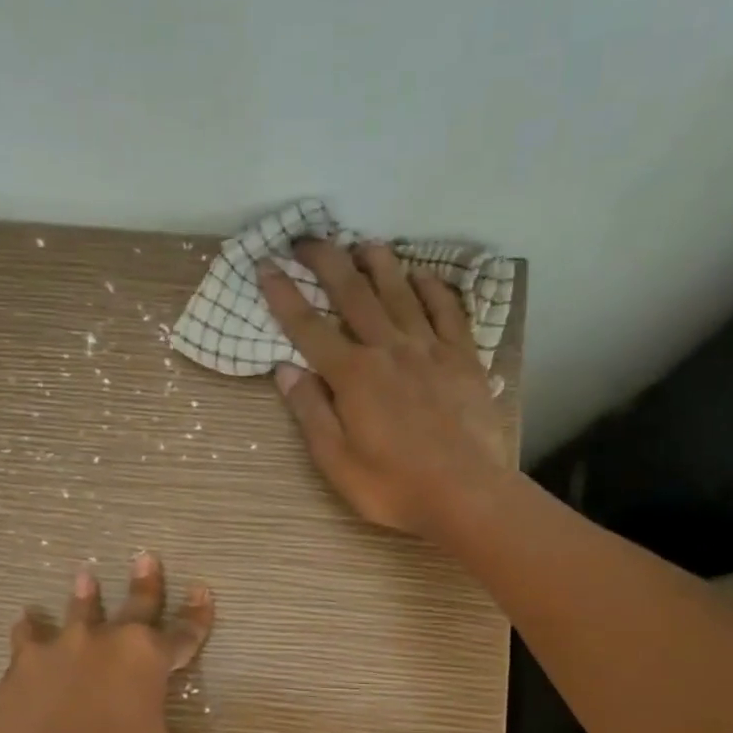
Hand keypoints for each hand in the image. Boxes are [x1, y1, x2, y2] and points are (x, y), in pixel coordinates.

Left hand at [0, 552, 215, 732]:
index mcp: (148, 660)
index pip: (183, 633)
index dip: (197, 616)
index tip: (202, 592)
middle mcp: (103, 644)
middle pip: (132, 606)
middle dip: (145, 582)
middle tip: (145, 556)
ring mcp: (56, 655)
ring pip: (73, 614)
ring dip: (82, 596)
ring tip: (83, 576)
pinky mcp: (17, 675)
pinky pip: (24, 644)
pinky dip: (28, 635)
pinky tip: (25, 625)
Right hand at [257, 239, 513, 538]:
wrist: (467, 493)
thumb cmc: (394, 487)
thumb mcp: (337, 463)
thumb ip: (311, 413)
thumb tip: (285, 370)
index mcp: (353, 376)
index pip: (309, 328)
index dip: (284, 295)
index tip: (266, 266)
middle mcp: (388, 349)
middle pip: (353, 294)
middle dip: (326, 261)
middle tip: (307, 238)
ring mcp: (430, 350)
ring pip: (400, 292)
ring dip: (378, 263)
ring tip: (362, 243)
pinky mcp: (463, 359)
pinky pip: (447, 311)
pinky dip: (433, 288)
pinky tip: (422, 276)